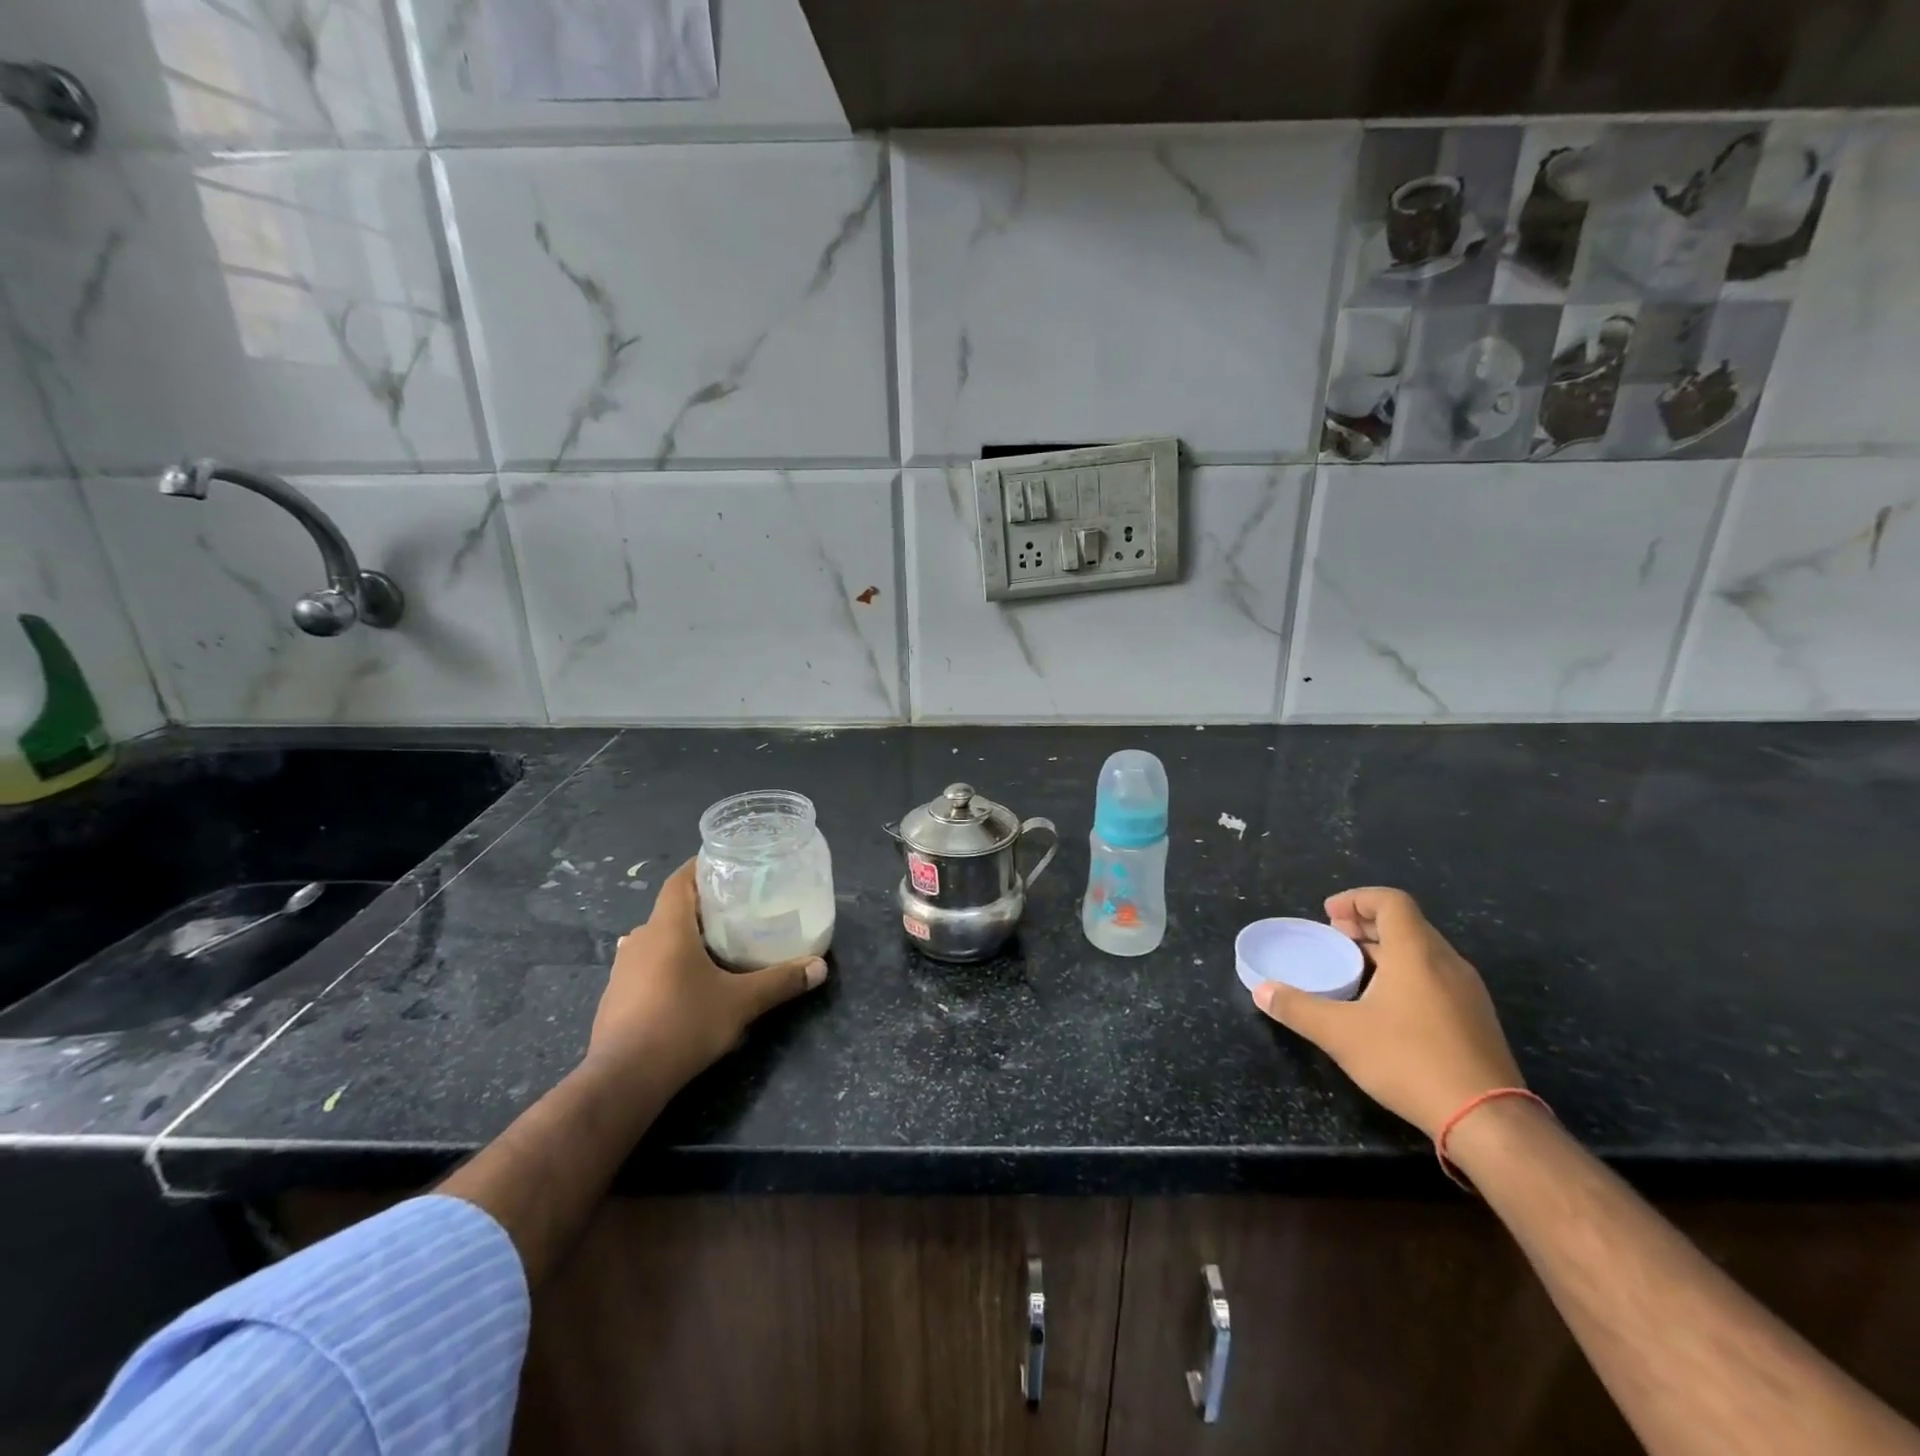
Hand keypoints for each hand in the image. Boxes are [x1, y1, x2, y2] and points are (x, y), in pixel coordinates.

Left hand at [587, 860, 826, 1092]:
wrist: (623, 1080)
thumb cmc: (683, 1025)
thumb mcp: (741, 1002)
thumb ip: (780, 981)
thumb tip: (820, 967)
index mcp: (667, 928)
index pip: (680, 880)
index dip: (701, 868)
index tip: (727, 865)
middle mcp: (640, 939)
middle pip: (671, 909)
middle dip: (702, 906)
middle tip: (736, 909)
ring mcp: (623, 968)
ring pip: (657, 938)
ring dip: (683, 937)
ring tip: (717, 945)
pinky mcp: (615, 996)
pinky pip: (646, 964)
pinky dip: (668, 963)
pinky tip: (688, 982)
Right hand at [1251, 887, 1521, 1138]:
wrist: (1488, 1120)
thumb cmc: (1409, 1061)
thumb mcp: (1340, 1034)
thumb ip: (1297, 1008)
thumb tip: (1261, 991)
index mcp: (1416, 952)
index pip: (1391, 901)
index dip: (1357, 899)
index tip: (1329, 914)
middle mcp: (1447, 962)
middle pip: (1406, 924)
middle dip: (1366, 924)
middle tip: (1334, 937)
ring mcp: (1467, 991)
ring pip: (1422, 951)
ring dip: (1385, 949)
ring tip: (1354, 969)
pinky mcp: (1476, 1019)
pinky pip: (1436, 976)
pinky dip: (1405, 973)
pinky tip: (1385, 1004)